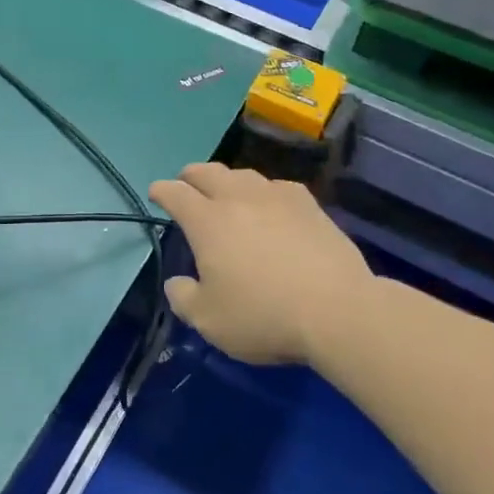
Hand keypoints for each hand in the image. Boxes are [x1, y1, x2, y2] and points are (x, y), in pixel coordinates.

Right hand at [150, 163, 374, 365]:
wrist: (337, 310)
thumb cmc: (264, 316)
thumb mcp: (209, 321)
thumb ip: (184, 298)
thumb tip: (177, 283)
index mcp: (208, 221)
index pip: (175, 193)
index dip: (162, 191)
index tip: (156, 192)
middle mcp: (239, 198)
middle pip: (208, 172)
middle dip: (191, 176)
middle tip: (186, 184)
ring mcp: (276, 197)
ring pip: (243, 174)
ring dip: (227, 180)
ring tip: (227, 192)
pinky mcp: (309, 204)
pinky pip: (277, 187)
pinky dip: (264, 192)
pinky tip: (270, 205)